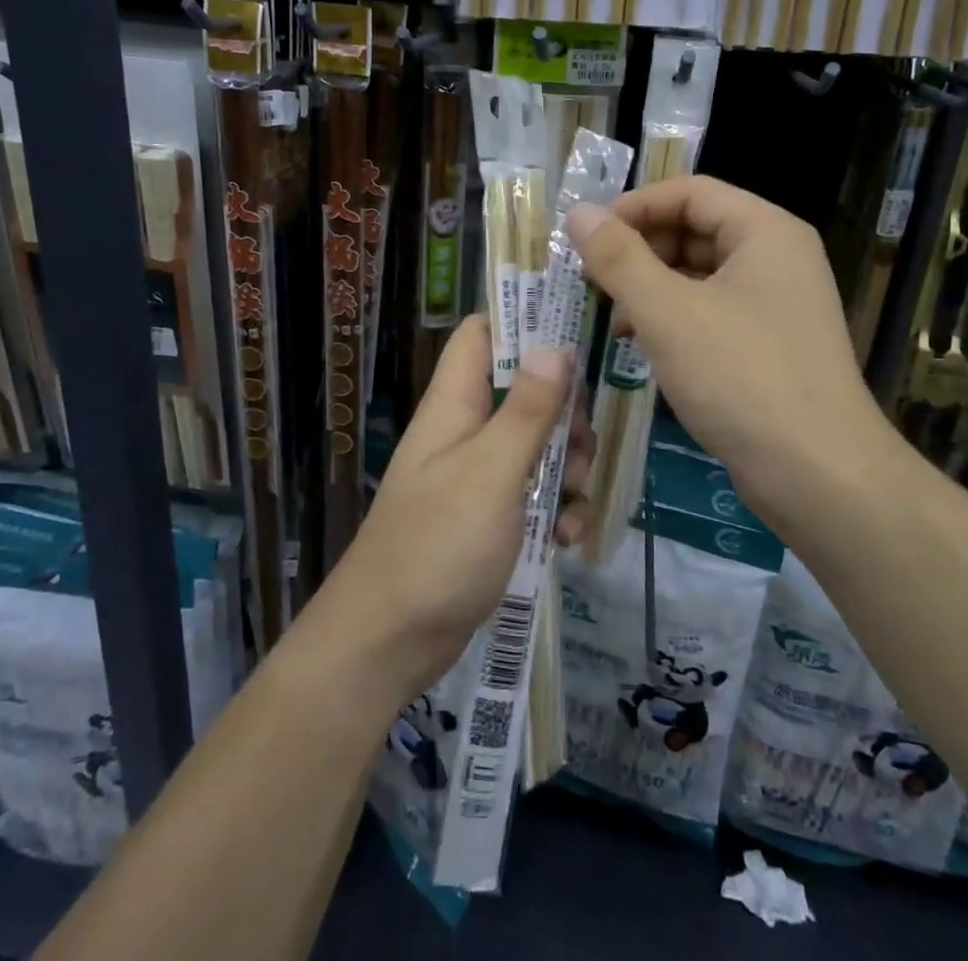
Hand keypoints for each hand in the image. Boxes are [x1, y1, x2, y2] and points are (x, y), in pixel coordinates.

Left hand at [324, 316, 590, 700]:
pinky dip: (558, 511)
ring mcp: (479, 476)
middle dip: (564, 413)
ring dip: (568, 469)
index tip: (575, 333)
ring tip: (574, 499)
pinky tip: (568, 539)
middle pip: (525, 391)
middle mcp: (466, 431)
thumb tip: (554, 343)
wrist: (389, 643)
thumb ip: (526, 410)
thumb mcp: (491, 472)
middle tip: (578, 443)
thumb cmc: (437, 545)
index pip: (483, 335)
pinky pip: (536, 496)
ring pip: (539, 446)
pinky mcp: (492, 518)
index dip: (524, 323)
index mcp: (455, 404)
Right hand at [568, 177, 888, 532]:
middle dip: (639, 250)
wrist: (819, 475)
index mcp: (765, 231)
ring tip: (610, 317)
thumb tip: (578, 213)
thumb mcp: (667, 312)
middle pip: (695, 229)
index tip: (586, 237)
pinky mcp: (771, 344)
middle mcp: (777, 257)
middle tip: (591, 280)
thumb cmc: (741, 377)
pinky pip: (712, 311)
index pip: (689, 192)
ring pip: (700, 274)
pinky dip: (673, 318)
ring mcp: (777, 303)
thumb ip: (618, 258)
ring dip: (651, 287)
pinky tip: (641, 344)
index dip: (633, 206)